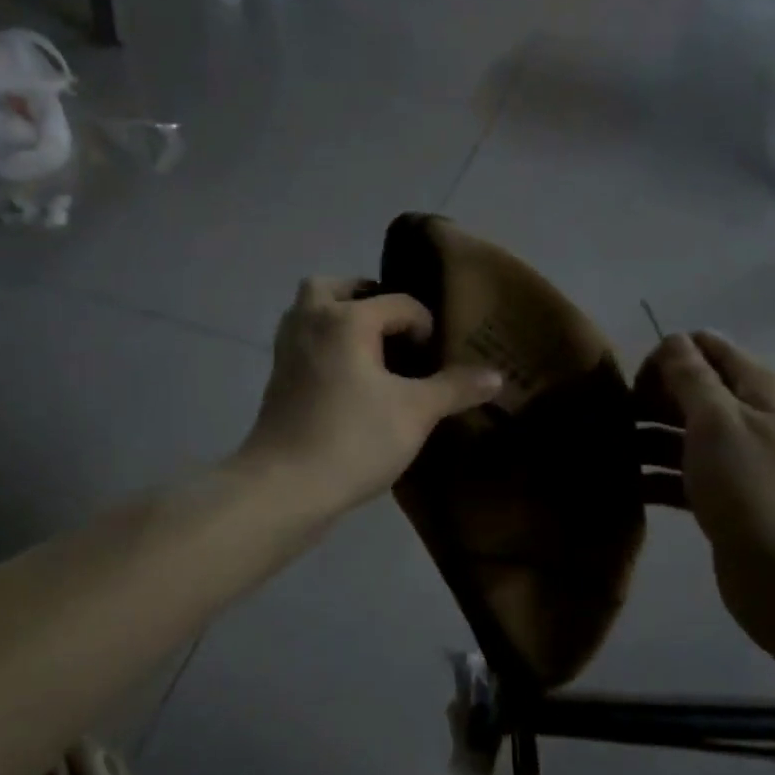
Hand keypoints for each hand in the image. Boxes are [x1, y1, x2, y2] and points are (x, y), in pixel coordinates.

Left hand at [240, 277, 502, 516]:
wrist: (285, 486)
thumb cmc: (354, 439)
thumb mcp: (416, 412)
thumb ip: (456, 388)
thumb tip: (497, 376)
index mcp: (346, 319)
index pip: (398, 303)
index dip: (425, 326)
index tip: (436, 359)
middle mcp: (311, 321)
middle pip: (334, 287)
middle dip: (366, 298)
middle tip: (393, 327)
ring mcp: (287, 349)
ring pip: (310, 312)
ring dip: (338, 318)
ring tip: (370, 349)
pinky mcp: (276, 378)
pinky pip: (303, 341)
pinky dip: (324, 344)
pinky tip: (348, 378)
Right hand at [635, 332, 774, 647]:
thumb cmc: (753, 488)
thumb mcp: (717, 421)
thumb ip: (691, 376)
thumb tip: (672, 340)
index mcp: (755, 389)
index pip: (704, 347)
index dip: (667, 358)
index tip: (637, 387)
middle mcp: (747, 416)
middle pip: (688, 390)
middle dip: (649, 399)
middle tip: (613, 422)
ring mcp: (735, 459)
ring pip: (679, 433)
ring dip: (644, 438)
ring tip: (605, 454)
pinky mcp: (721, 497)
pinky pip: (679, 473)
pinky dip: (652, 476)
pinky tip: (622, 486)